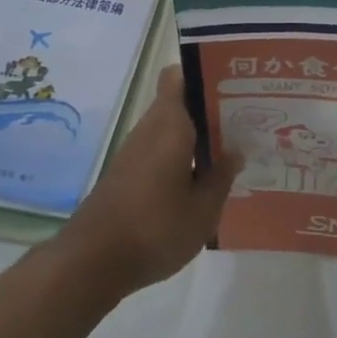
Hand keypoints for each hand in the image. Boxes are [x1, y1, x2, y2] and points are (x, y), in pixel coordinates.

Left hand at [61, 66, 239, 297]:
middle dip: (209, 110)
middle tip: (244, 123)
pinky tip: (201, 182)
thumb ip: (221, 176)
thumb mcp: (203, 209)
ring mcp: (134, 153)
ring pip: (170, 129)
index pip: (178, 77)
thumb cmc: (156, 228)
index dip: (203, 75)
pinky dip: (180, 159)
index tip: (232, 86)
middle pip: (179, 104)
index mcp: (170, 125)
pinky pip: (159, 152)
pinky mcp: (126, 176)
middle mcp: (149, 130)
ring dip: (196, 137)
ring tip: (229, 153)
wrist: (92, 263)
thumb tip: (234, 151)